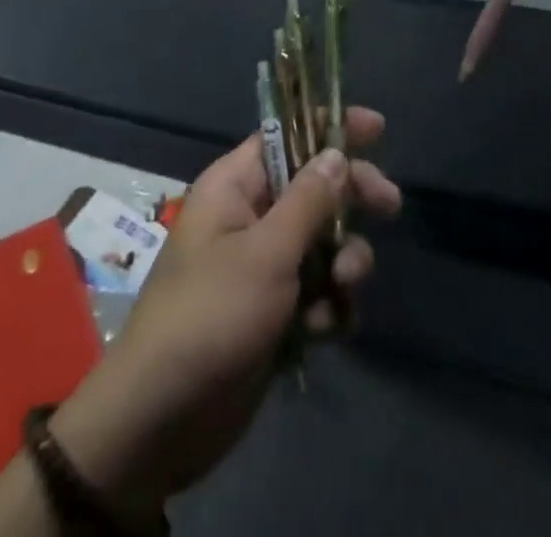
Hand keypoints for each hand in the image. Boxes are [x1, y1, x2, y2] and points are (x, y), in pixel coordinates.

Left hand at [49, 108, 401, 520]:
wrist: (161, 423)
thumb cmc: (210, 317)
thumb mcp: (266, 253)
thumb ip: (308, 201)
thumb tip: (336, 153)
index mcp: (235, 187)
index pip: (287, 136)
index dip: (329, 127)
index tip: (377, 128)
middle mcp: (249, 217)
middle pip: (314, 187)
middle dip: (351, 198)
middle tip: (390, 206)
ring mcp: (262, 266)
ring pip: (323, 242)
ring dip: (343, 261)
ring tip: (343, 287)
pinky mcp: (273, 311)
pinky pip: (317, 291)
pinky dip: (329, 305)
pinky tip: (326, 329)